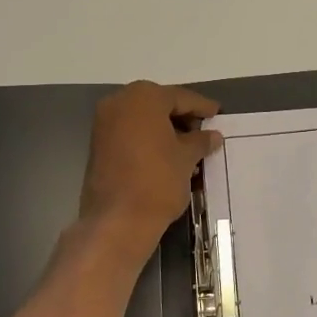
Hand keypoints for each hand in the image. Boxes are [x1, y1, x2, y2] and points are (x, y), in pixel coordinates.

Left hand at [78, 82, 221, 255]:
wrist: (118, 220)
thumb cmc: (158, 180)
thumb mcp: (187, 158)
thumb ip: (200, 141)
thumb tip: (212, 135)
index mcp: (143, 98)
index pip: (180, 97)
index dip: (202, 107)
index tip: (217, 113)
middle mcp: (120, 102)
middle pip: (159, 104)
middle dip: (182, 117)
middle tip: (204, 130)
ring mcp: (105, 123)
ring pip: (143, 120)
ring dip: (166, 129)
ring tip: (190, 146)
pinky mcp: (98, 145)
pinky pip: (131, 133)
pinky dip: (150, 139)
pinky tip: (168, 155)